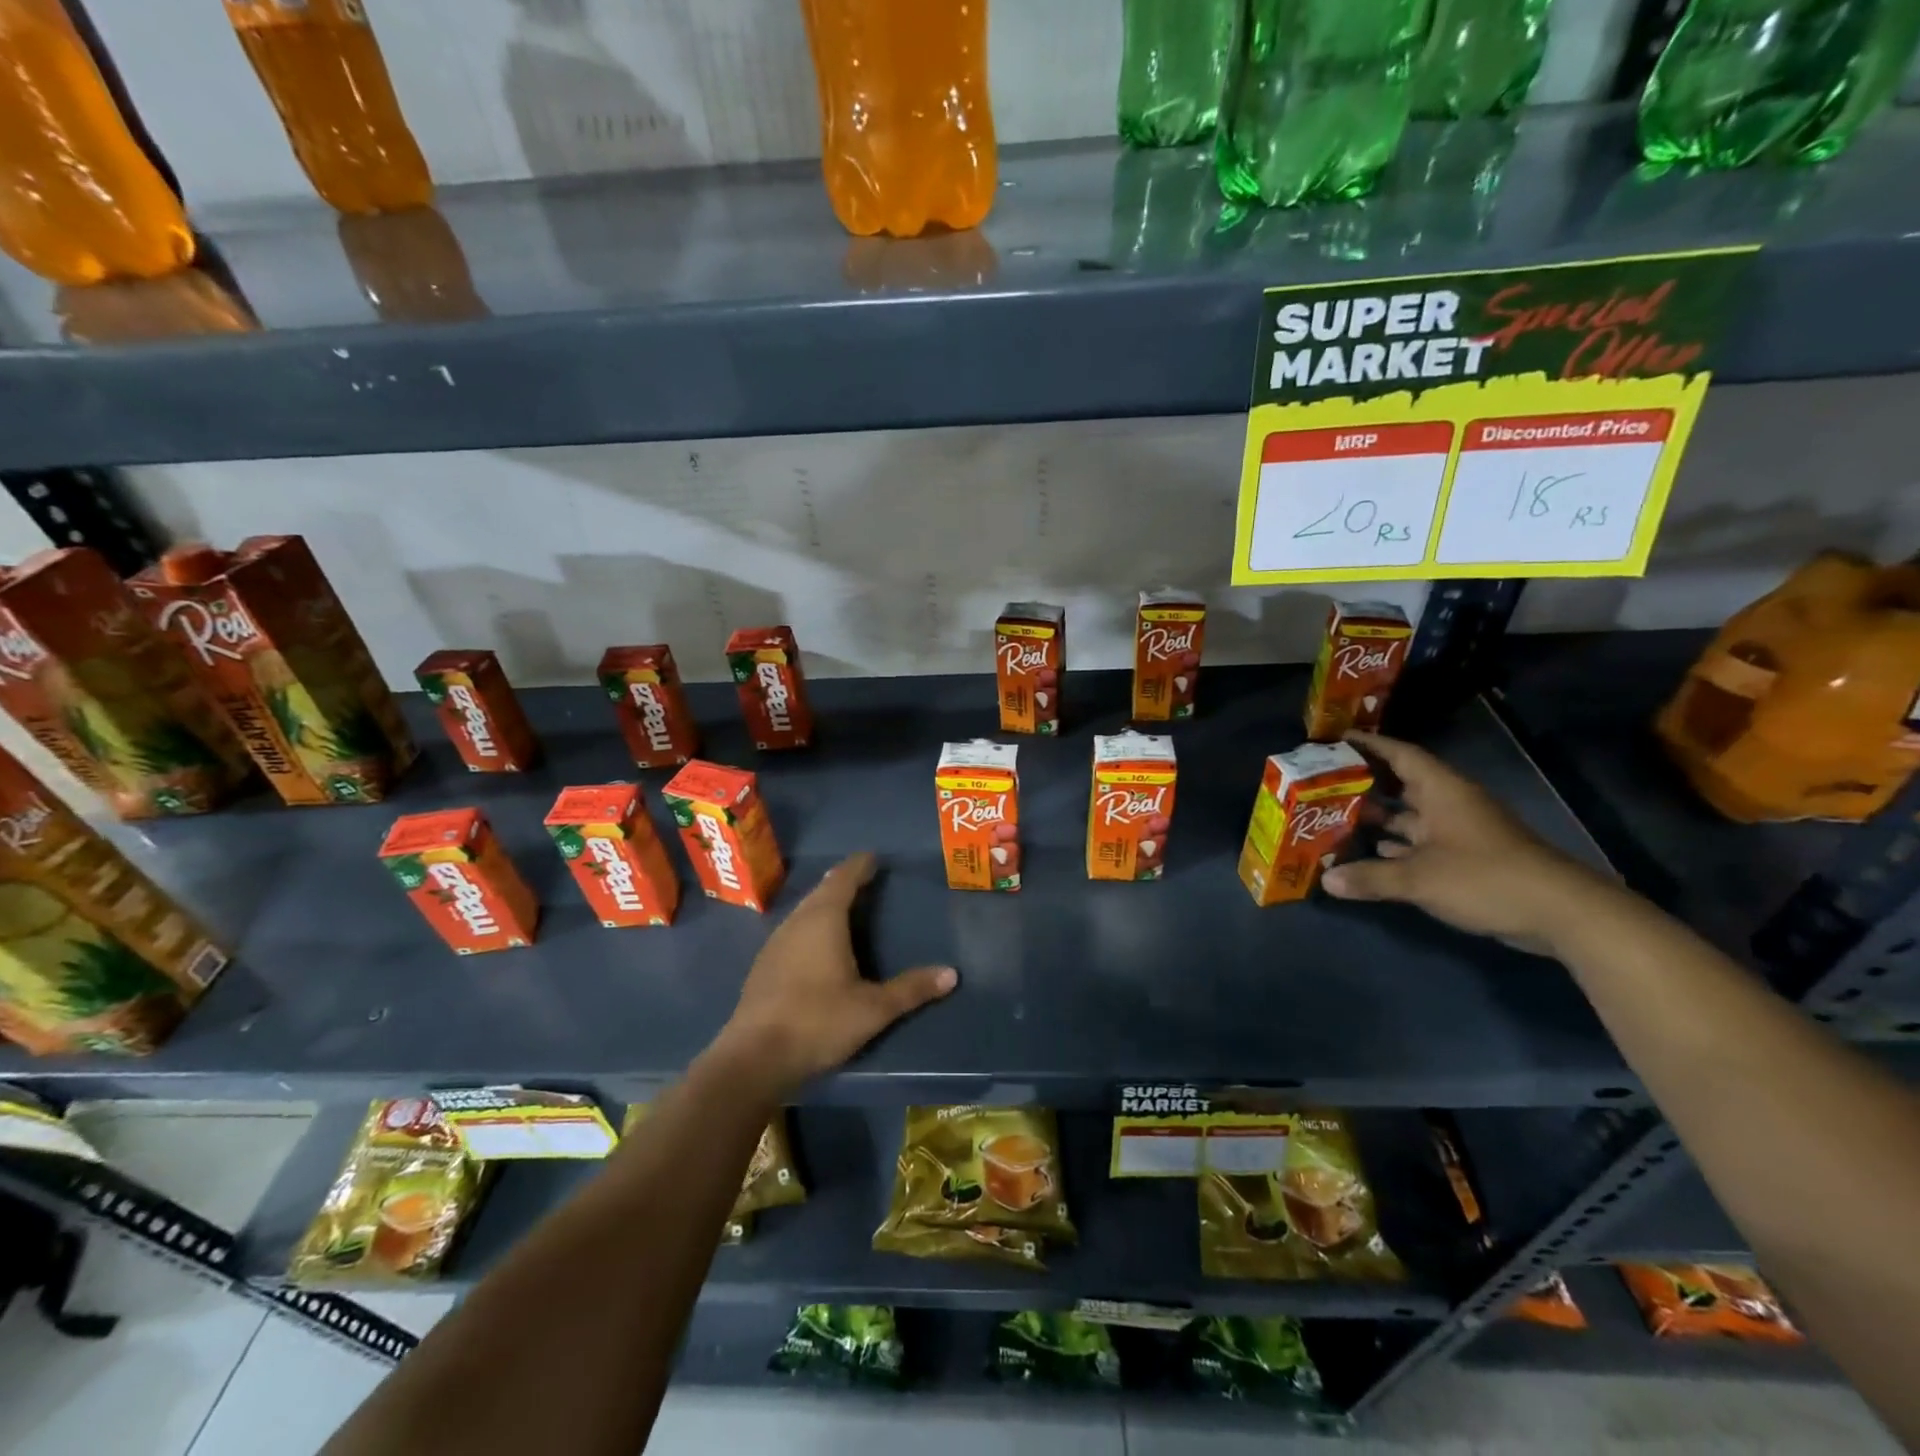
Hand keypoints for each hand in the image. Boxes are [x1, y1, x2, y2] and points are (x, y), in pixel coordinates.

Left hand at [711, 852, 956, 1097]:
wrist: (753, 1059)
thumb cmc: (818, 1022)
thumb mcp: (873, 1009)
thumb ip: (911, 989)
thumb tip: (952, 973)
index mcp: (823, 920)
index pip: (844, 879)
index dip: (860, 866)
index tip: (873, 857)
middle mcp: (797, 922)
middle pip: (821, 891)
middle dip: (842, 882)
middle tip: (864, 878)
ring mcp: (775, 943)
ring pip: (804, 911)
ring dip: (824, 903)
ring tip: (843, 906)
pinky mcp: (763, 966)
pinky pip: (793, 930)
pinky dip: (810, 925)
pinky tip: (816, 944)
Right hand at [1321, 731, 1611, 954]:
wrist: (1561, 913)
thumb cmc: (1485, 878)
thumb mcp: (1420, 878)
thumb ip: (1371, 877)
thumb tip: (1326, 880)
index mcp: (1442, 792)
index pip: (1401, 755)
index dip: (1370, 745)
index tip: (1336, 741)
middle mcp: (1450, 804)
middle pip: (1402, 784)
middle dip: (1365, 783)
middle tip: (1325, 782)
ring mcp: (1460, 832)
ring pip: (1410, 816)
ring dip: (1378, 818)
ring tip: (1336, 817)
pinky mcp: (1467, 859)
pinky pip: (1421, 843)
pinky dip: (1396, 846)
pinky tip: (1370, 853)